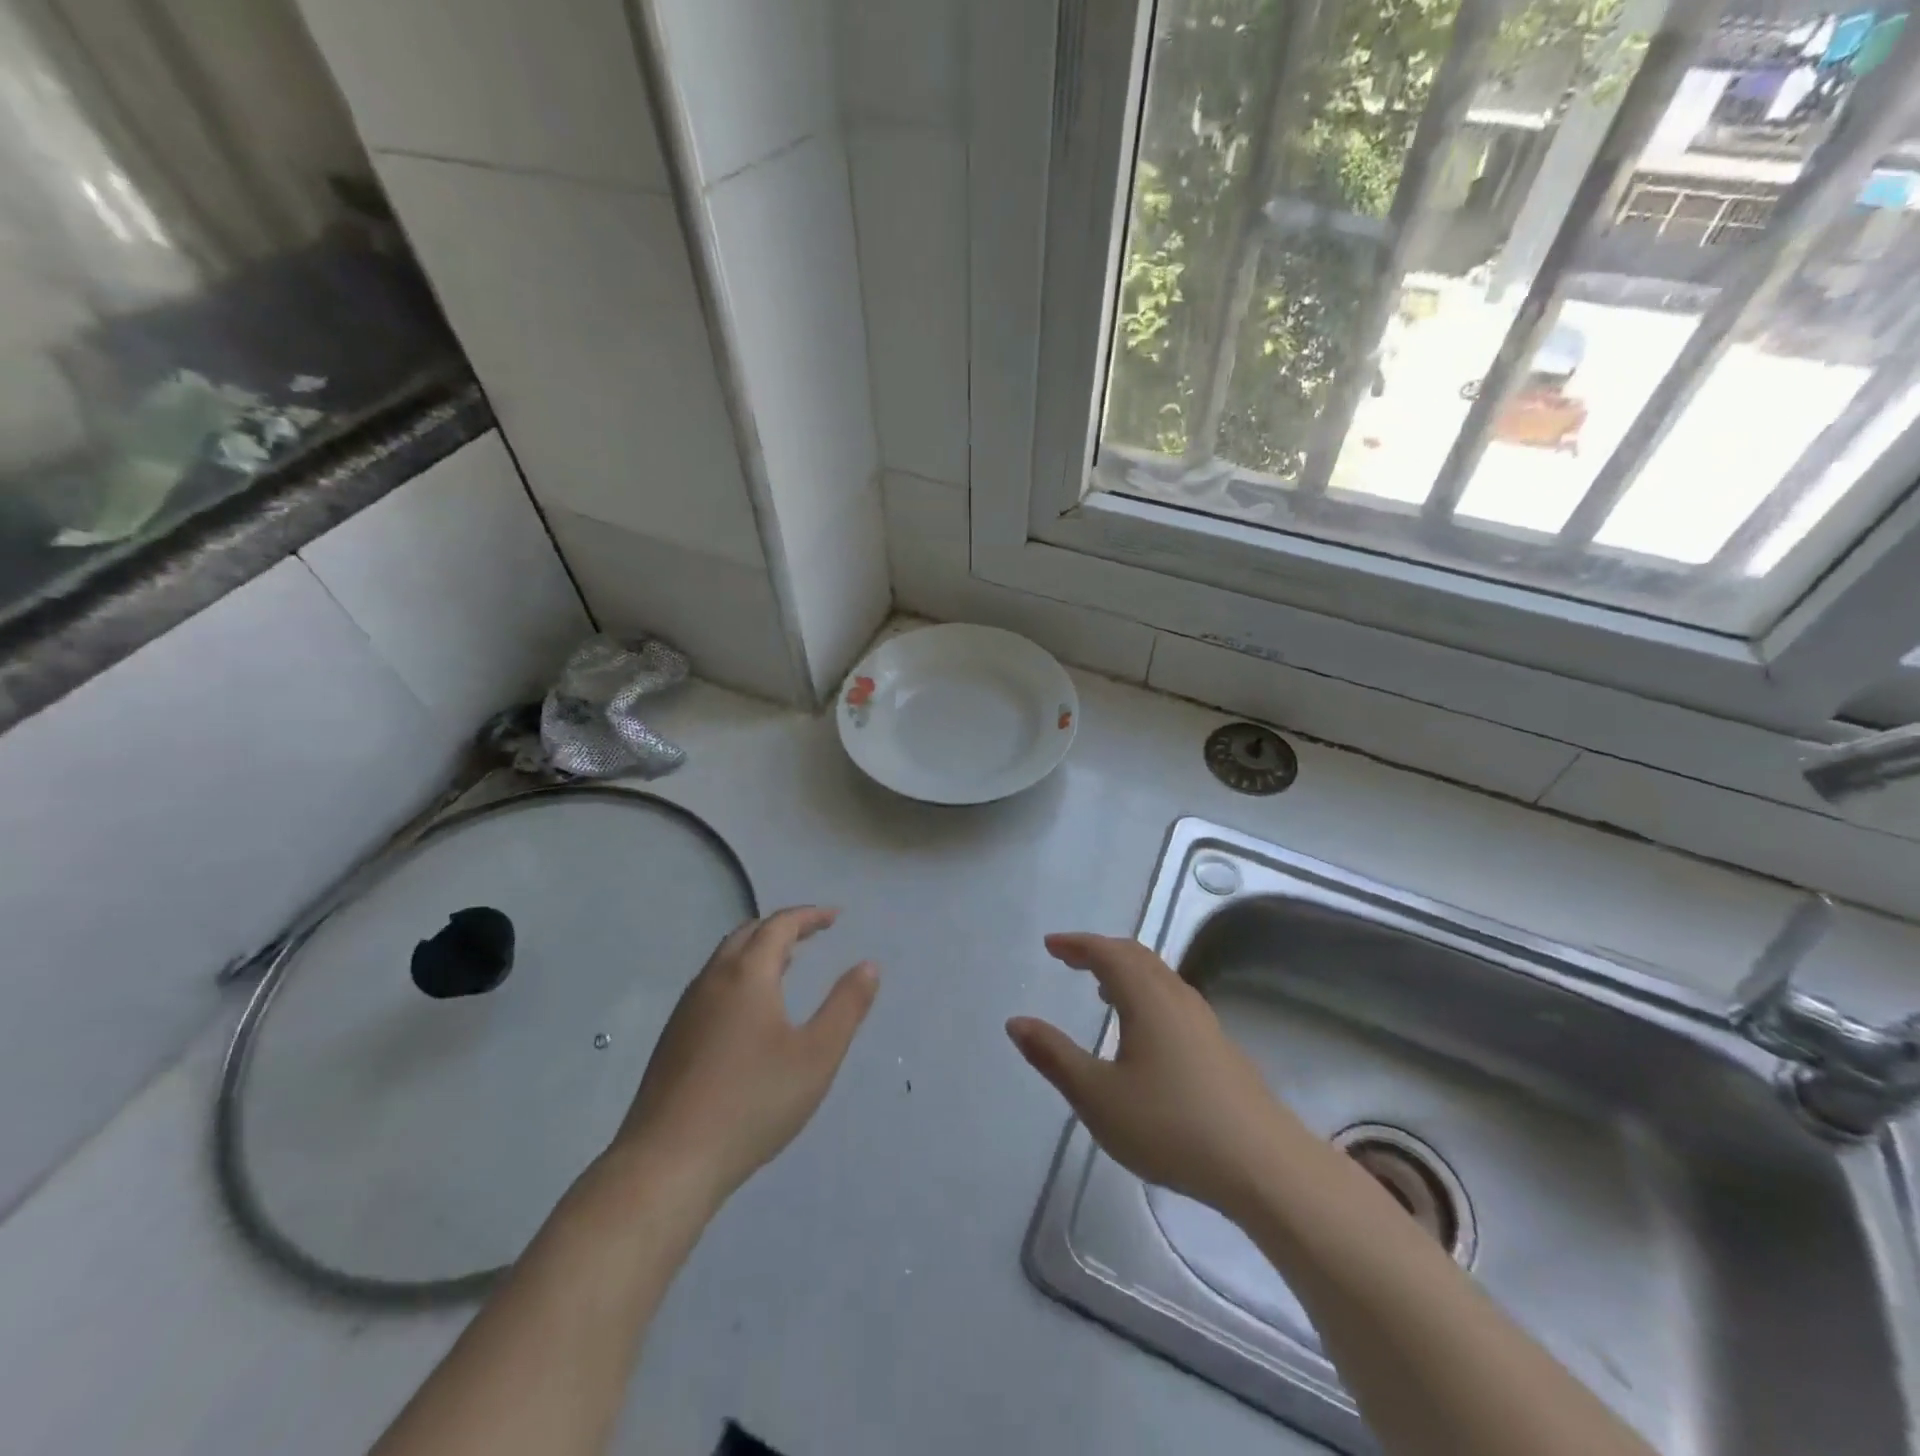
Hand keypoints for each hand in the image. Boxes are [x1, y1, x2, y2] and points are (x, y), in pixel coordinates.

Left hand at [611, 907, 877, 1203]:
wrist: (668, 1163)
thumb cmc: (753, 1103)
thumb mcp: (817, 1056)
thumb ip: (846, 1006)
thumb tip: (868, 965)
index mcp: (747, 975)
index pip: (779, 926)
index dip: (809, 916)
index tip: (835, 917)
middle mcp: (712, 980)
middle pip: (747, 934)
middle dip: (782, 927)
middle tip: (812, 934)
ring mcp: (687, 1010)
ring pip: (725, 960)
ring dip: (758, 950)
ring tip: (787, 964)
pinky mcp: (673, 1038)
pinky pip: (712, 985)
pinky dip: (739, 975)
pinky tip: (751, 1010)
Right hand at [1007, 933, 1300, 1219]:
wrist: (1263, 1164)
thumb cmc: (1171, 1126)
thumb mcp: (1098, 1097)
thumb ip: (1054, 1057)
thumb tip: (1017, 1022)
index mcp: (1147, 998)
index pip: (1108, 953)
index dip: (1077, 945)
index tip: (1051, 946)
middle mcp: (1177, 998)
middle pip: (1137, 956)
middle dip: (1100, 952)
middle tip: (1070, 959)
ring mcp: (1203, 1021)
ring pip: (1159, 978)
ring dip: (1126, 972)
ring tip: (1101, 989)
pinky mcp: (1218, 1047)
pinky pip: (1172, 999)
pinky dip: (1145, 994)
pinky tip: (1141, 1030)